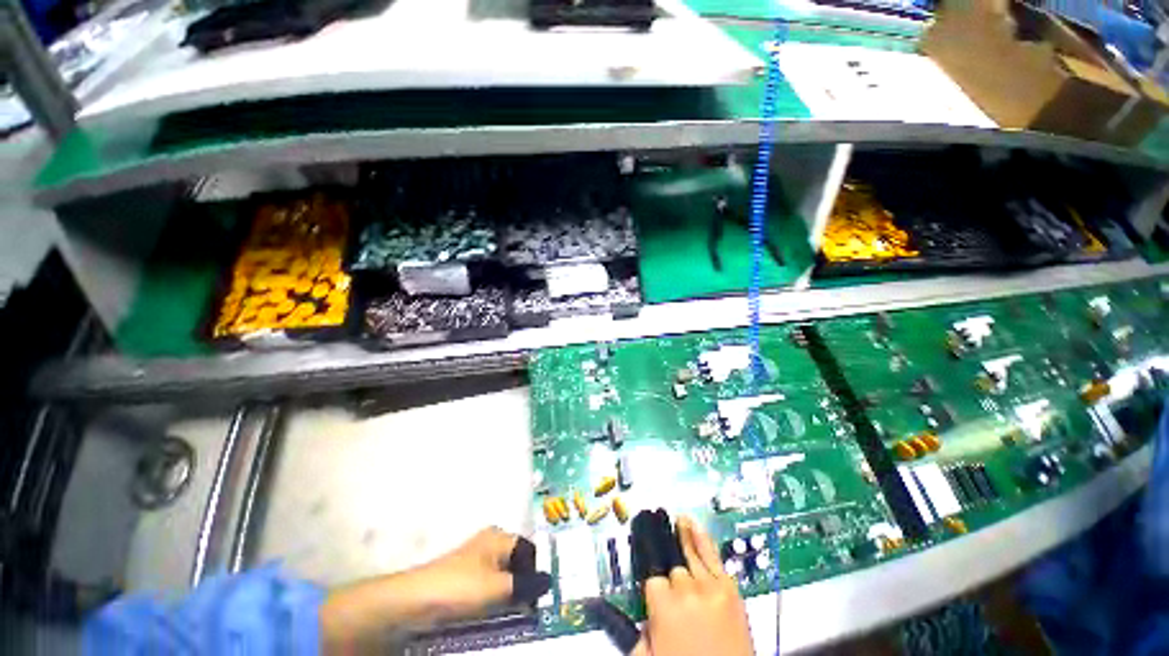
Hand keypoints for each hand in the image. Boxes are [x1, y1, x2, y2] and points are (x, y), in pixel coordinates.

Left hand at [321, 527, 550, 653]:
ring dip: (512, 593)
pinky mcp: (467, 577)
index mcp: (499, 537)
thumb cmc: (458, 587)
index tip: (541, 595)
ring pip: (505, 576)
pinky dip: (498, 598)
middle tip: (531, 606)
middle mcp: (491, 543)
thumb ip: (525, 585)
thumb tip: (549, 582)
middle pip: (518, 563)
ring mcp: (478, 560)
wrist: (413, 601)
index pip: (530, 550)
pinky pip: (491, 586)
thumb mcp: (496, 588)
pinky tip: (497, 613)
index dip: (537, 570)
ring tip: (515, 612)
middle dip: (525, 583)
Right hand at [614, 514, 753, 655]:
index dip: (652, 581)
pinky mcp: (730, 589)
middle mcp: (684, 589)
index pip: (650, 576)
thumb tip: (634, 612)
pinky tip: (692, 524)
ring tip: (676, 518)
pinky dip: (701, 538)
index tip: (650, 572)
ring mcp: (709, 586)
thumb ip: (637, 633)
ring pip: (688, 553)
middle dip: (668, 569)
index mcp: (662, 606)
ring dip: (680, 535)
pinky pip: (712, 555)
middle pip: (670, 564)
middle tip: (662, 552)